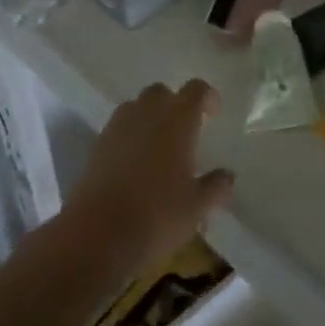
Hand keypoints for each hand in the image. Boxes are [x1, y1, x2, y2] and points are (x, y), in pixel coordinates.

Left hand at [61, 80, 234, 279]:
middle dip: (174, 105)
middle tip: (184, 132)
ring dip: (149, 118)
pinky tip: (134, 165)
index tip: (213, 114)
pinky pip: (118, 128)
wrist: (96, 235)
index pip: (196, 90)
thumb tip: (227, 176)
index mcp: (178, 119)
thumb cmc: (157, 215)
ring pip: (137, 107)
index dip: (207, 97)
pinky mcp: (97, 145)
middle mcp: (148, 112)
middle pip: (162, 92)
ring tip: (158, 147)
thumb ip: (216, 187)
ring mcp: (118, 126)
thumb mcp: (196, 207)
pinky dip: (129, 137)